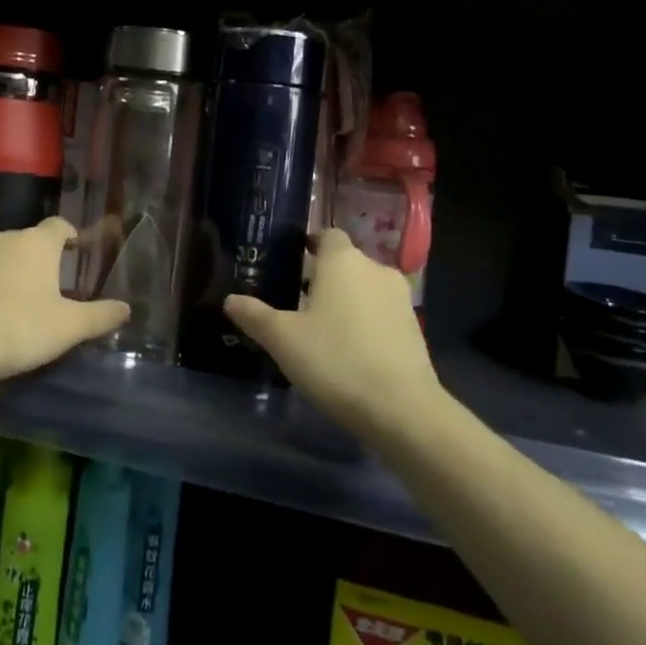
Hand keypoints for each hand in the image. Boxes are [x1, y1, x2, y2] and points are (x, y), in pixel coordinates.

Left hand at [0, 218, 130, 384]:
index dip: (71, 236)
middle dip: (44, 257)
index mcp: (36, 242)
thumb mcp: (69, 327)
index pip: (59, 225)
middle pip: (31, 240)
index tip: (78, 252)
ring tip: (28, 298)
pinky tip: (0, 310)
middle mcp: (6, 239)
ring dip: (17, 270)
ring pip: (6, 255)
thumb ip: (100, 315)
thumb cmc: (21, 327)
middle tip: (57, 283)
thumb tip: (127, 308)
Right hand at [224, 229, 444, 439]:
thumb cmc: (335, 360)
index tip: (290, 263)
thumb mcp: (282, 339)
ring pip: (365, 288)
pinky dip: (365, 321)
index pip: (326, 235)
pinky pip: (381, 313)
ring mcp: (400, 299)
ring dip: (345, 300)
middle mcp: (375, 269)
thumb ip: (255, 315)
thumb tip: (231, 299)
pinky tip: (347, 349)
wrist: (402, 409)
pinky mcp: (414, 328)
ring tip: (320, 328)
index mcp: (342, 261)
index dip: (309, 245)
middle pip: (345, 263)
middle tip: (295, 301)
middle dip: (323, 277)